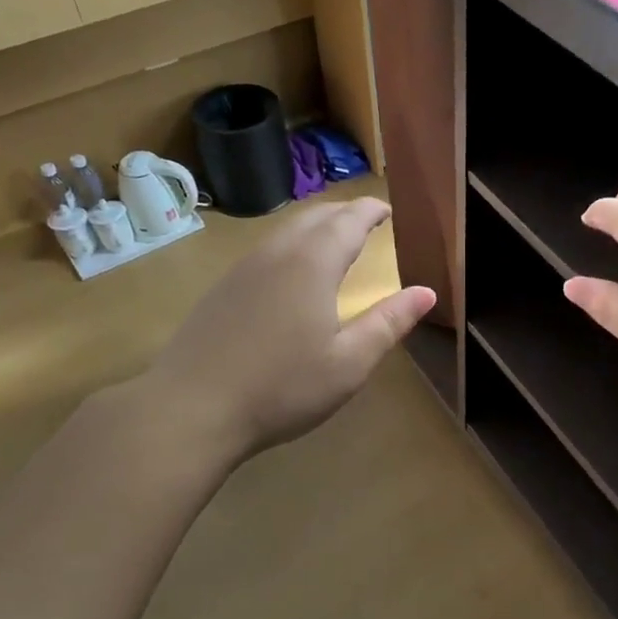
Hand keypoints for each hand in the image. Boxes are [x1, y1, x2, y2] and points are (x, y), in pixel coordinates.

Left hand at [141, 198, 435, 459]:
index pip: (349, 219)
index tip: (389, 210)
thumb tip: (427, 292)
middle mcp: (277, 252)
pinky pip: (266, 248)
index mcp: (313, 263)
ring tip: (335, 242)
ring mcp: (243, 267)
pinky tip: (292, 273)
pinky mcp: (222, 287)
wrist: (190, 408)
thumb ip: (389, 323)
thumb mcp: (348, 363)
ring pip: (287, 229)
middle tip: (368, 223)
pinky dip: (292, 244)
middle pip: (316, 215)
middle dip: (345, 213)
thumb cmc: (281, 387)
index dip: (372, 210)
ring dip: (316, 226)